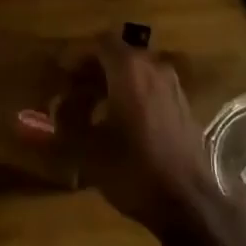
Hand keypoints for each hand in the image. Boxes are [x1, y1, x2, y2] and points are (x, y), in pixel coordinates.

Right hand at [36, 33, 212, 230]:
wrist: (188, 203)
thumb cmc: (133, 169)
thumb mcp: (87, 149)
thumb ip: (67, 121)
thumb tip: (57, 106)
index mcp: (129, 69)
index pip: (100, 42)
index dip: (77, 56)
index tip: (62, 74)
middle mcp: (154, 68)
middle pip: (118, 56)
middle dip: (93, 71)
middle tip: (72, 94)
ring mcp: (172, 86)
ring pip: (136, 73)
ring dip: (112, 84)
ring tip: (93, 111)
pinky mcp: (183, 107)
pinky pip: (150, 88)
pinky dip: (131, 95)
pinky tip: (120, 124)